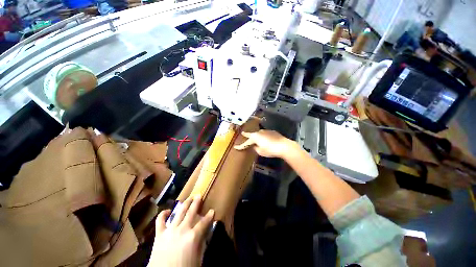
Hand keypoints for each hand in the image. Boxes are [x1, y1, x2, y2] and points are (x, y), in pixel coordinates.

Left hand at [149, 197, 214, 266]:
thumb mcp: (198, 258)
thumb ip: (202, 244)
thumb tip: (205, 233)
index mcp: (193, 236)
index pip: (204, 222)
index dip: (209, 216)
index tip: (212, 211)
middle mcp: (183, 229)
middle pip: (191, 212)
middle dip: (196, 202)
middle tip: (199, 195)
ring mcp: (170, 230)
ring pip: (179, 212)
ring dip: (185, 203)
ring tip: (189, 197)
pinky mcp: (159, 234)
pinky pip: (160, 221)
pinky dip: (163, 214)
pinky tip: (167, 210)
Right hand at [234, 130, 295, 157]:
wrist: (283, 146)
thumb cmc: (270, 150)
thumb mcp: (260, 151)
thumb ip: (256, 148)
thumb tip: (255, 146)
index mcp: (254, 137)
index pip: (246, 142)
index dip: (241, 146)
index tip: (235, 147)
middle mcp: (259, 132)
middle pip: (252, 135)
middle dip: (248, 137)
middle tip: (244, 135)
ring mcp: (266, 131)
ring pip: (259, 134)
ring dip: (257, 137)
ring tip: (257, 141)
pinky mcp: (272, 131)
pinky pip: (265, 134)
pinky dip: (264, 137)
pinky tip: (267, 141)